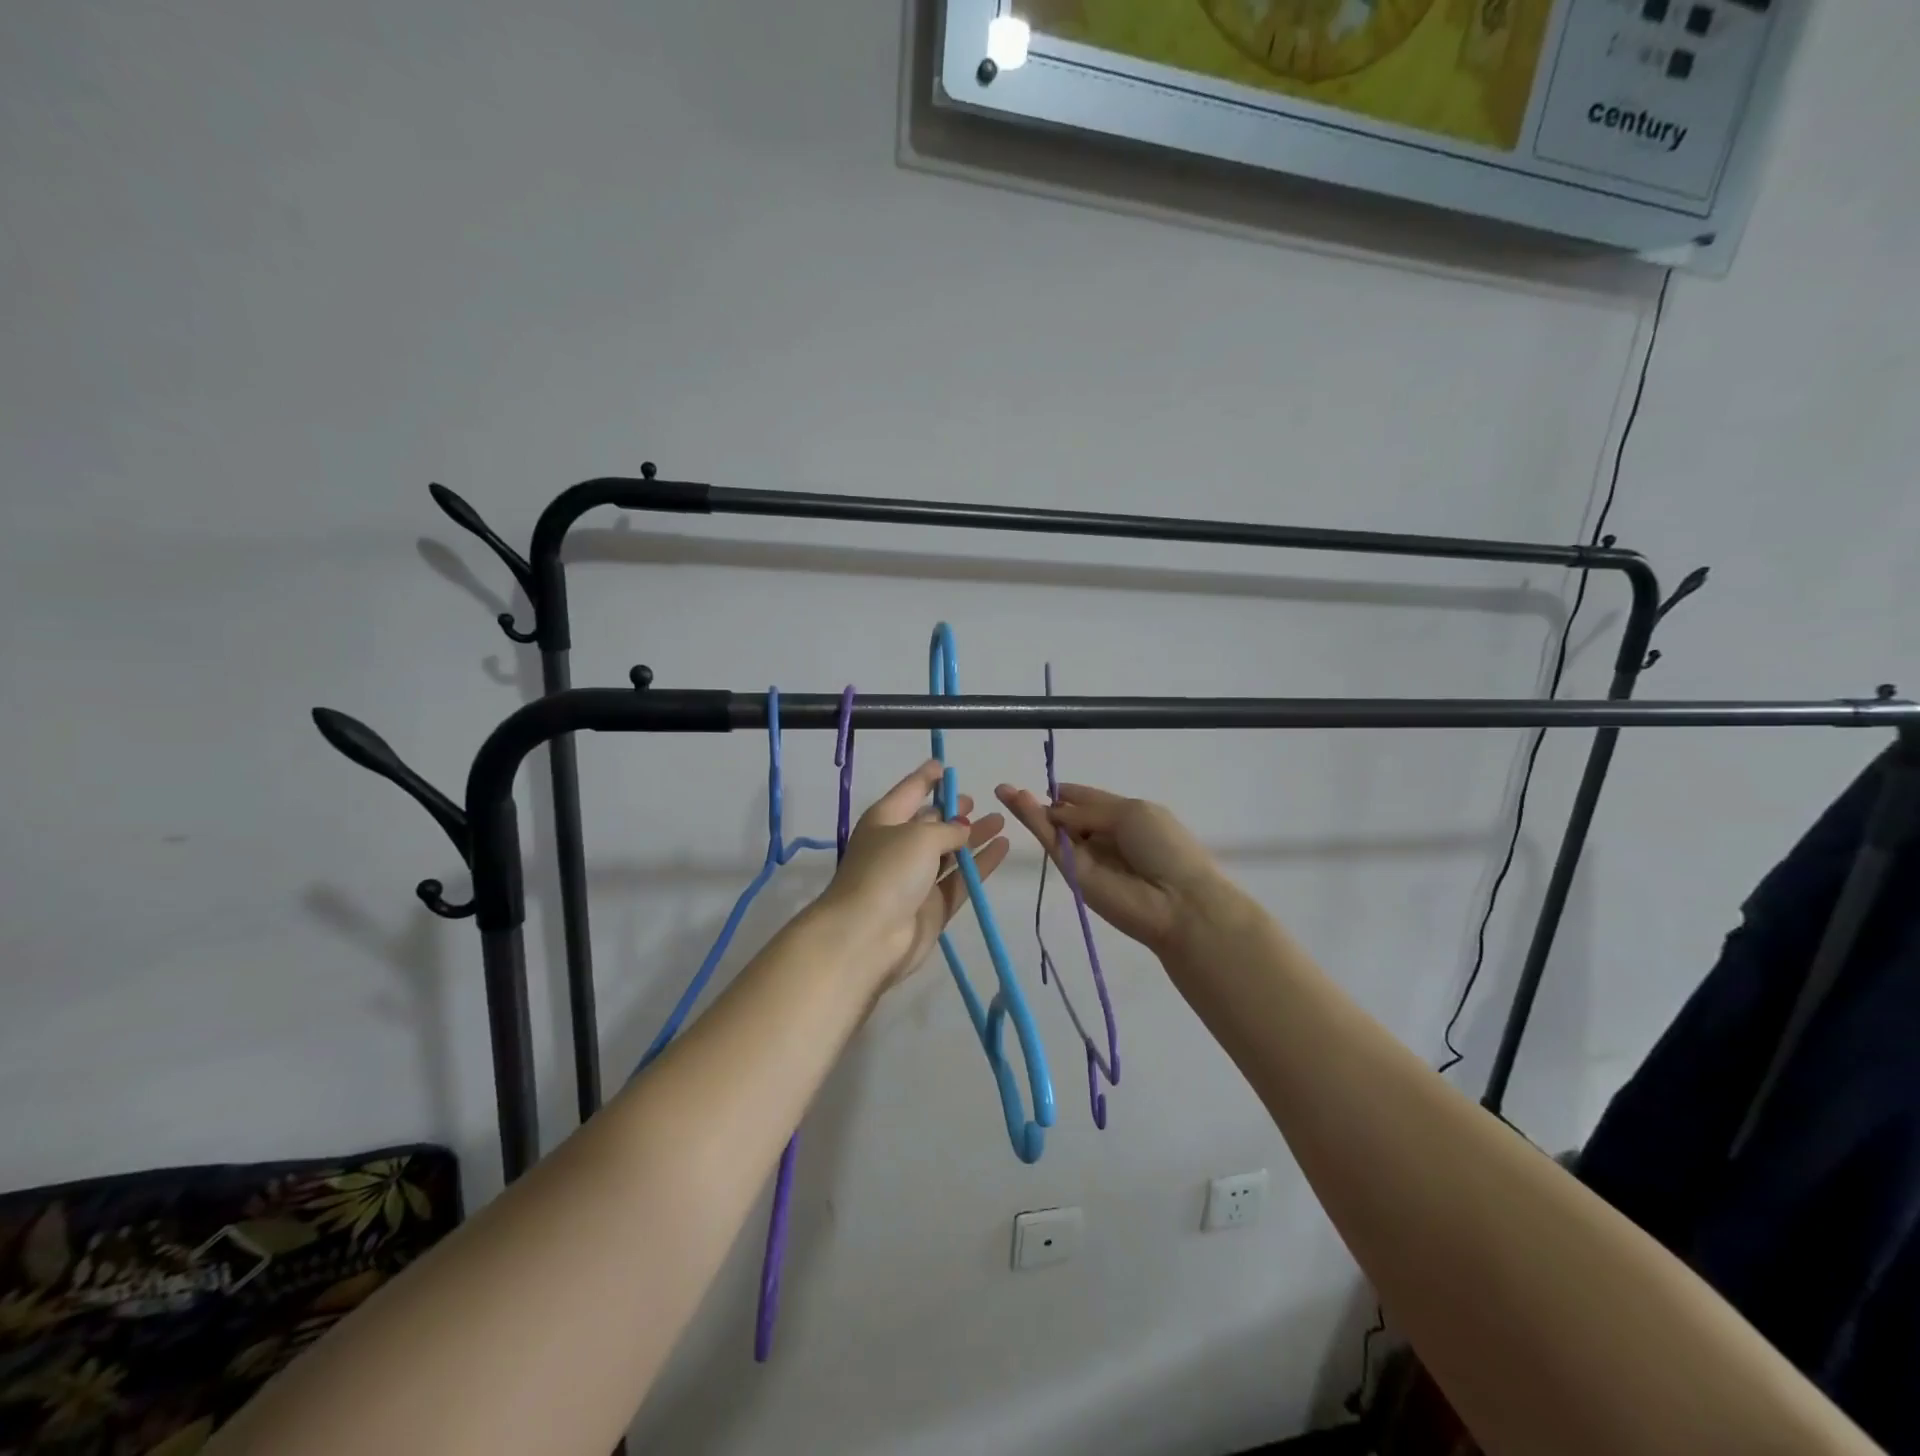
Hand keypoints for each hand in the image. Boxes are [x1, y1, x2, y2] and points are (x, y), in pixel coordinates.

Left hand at [819, 760, 1009, 995]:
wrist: (868, 937)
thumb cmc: (888, 871)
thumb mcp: (920, 836)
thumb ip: (948, 829)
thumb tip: (962, 830)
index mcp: (885, 820)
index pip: (909, 791)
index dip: (926, 778)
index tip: (944, 765)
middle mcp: (898, 846)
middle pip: (929, 823)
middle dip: (951, 811)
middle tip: (975, 802)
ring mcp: (915, 879)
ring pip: (949, 852)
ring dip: (973, 837)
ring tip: (1000, 821)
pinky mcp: (932, 906)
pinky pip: (960, 879)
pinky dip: (980, 864)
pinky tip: (1002, 848)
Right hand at [994, 782, 1222, 955]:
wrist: (1175, 900)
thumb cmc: (1164, 848)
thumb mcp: (1131, 814)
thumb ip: (1088, 810)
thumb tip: (1055, 811)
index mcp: (1124, 817)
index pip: (1088, 801)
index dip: (1067, 793)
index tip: (1046, 784)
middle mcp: (1102, 836)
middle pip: (1067, 816)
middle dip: (1043, 802)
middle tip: (1009, 789)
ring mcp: (1085, 857)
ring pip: (1053, 829)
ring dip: (1029, 809)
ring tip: (1004, 791)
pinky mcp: (1071, 874)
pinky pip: (1050, 843)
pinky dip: (1033, 822)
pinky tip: (1016, 802)